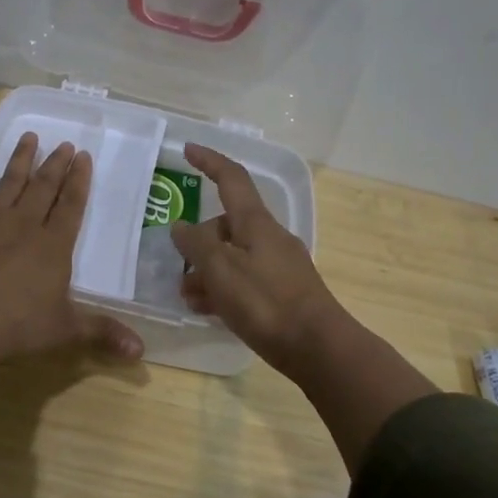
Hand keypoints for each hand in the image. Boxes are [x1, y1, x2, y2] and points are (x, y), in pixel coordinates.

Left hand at [0, 133, 143, 391]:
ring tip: (28, 137)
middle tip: (64, 143)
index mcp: (54, 244)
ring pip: (8, 182)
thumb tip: (142, 352)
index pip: (71, 205)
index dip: (79, 180)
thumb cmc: (18, 325)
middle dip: (55, 164)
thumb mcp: (66, 330)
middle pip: (43, 187)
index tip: (83, 156)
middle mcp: (24, 223)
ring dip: (19, 159)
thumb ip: (102, 333)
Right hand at [171, 143, 347, 373]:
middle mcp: (269, 237)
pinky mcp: (283, 292)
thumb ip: (196, 244)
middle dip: (198, 242)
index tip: (188, 150)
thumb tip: (181, 227)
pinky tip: (210, 311)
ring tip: (188, 298)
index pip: (231, 179)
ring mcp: (279, 265)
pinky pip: (245, 279)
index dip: (209, 162)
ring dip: (207, 271)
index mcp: (256, 222)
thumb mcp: (221, 269)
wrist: (318, 347)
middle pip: (226, 225)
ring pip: (233, 256)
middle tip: (179, 269)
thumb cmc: (265, 302)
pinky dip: (224, 289)